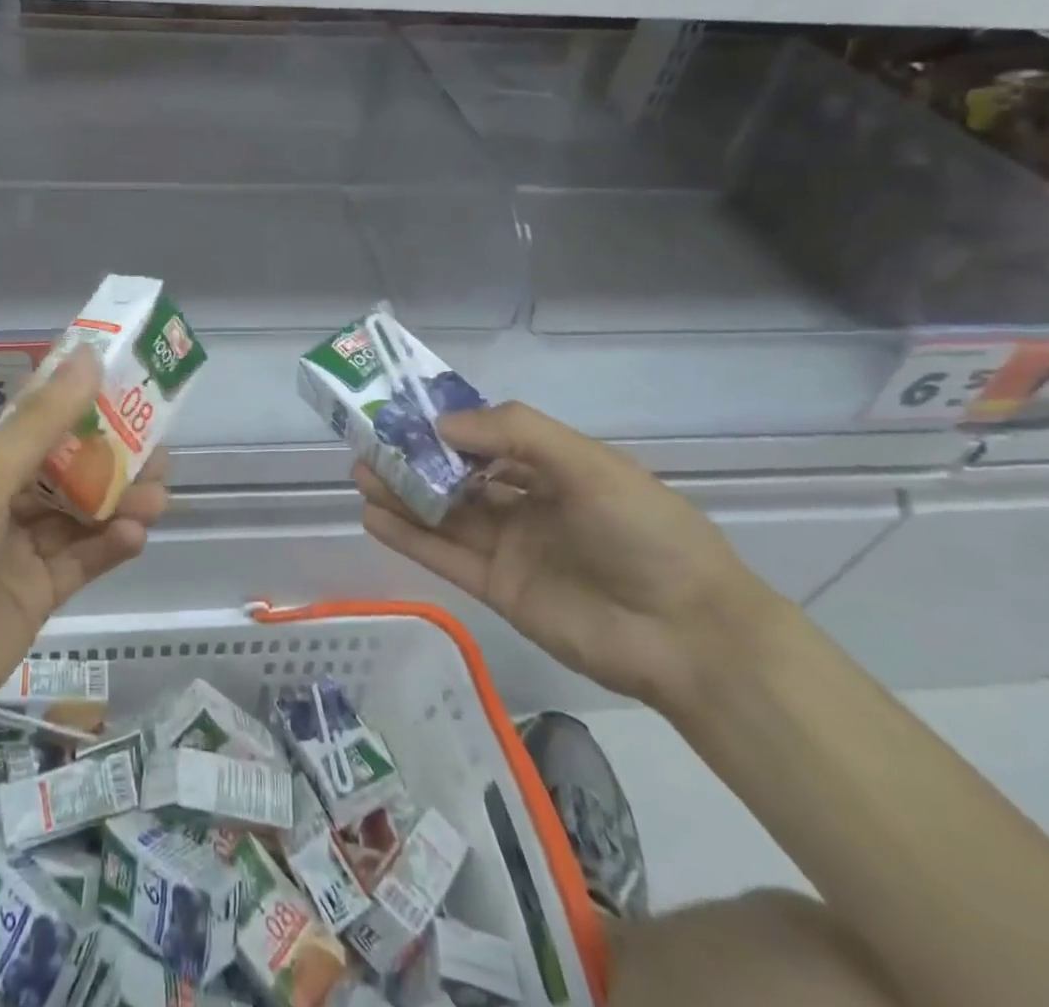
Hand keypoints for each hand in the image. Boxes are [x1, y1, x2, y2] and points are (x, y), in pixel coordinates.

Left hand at [0, 346, 166, 761]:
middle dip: (114, 462)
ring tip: (158, 495)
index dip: (85, 411)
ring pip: (81, 518)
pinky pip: (81, 563)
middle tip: (159, 453)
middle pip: (68, 474)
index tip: (130, 394)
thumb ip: (41, 425)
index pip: (40, 428)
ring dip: (120, 504)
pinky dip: (109, 547)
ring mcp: (17, 555)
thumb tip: (88, 357)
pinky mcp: (34, 600)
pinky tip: (135, 535)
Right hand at [355, 401, 773, 710]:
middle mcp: (528, 505)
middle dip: (415, 459)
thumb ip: (516, 433)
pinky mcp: (497, 590)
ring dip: (402, 494)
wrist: (689, 636)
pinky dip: (409, 536)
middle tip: (368, 443)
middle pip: (459, 477)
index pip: (489, 439)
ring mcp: (511, 549)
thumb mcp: (588, 464)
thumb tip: (442, 424)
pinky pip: (445, 556)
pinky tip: (373, 516)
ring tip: (359, 472)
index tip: (405, 412)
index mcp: (556, 469)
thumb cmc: (645, 533)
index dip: (447, 426)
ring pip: (445, 515)